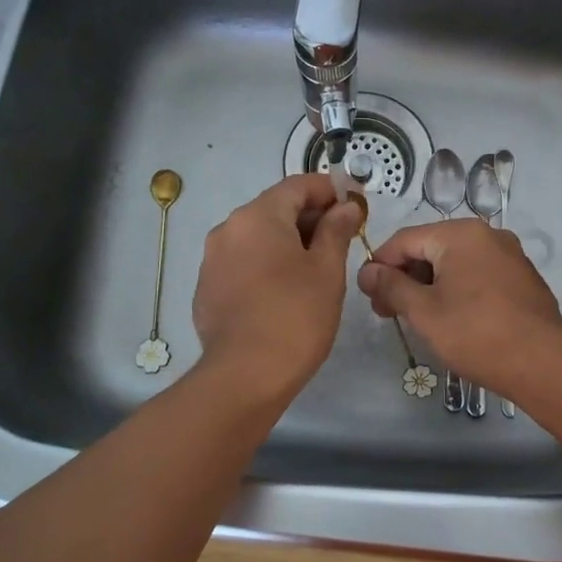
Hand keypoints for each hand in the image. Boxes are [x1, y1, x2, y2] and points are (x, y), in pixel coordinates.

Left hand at [192, 174, 361, 402]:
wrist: (245, 376)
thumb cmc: (295, 315)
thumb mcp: (327, 270)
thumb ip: (336, 230)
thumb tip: (346, 207)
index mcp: (258, 216)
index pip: (298, 185)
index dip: (329, 189)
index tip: (354, 204)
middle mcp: (228, 229)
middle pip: (275, 208)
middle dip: (310, 217)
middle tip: (342, 238)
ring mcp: (212, 260)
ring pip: (257, 237)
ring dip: (288, 241)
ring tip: (317, 267)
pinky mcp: (207, 289)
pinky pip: (242, 262)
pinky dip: (266, 264)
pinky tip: (285, 291)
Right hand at [358, 219, 561, 397]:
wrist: (543, 363)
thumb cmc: (476, 334)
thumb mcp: (423, 311)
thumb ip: (391, 286)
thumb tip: (367, 271)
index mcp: (460, 233)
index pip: (404, 239)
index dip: (380, 265)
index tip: (369, 297)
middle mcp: (486, 234)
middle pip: (430, 248)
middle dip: (405, 277)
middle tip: (389, 312)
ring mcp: (509, 254)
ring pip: (455, 262)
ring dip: (429, 285)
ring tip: (418, 319)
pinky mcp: (521, 277)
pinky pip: (478, 274)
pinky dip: (457, 289)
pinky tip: (452, 318)